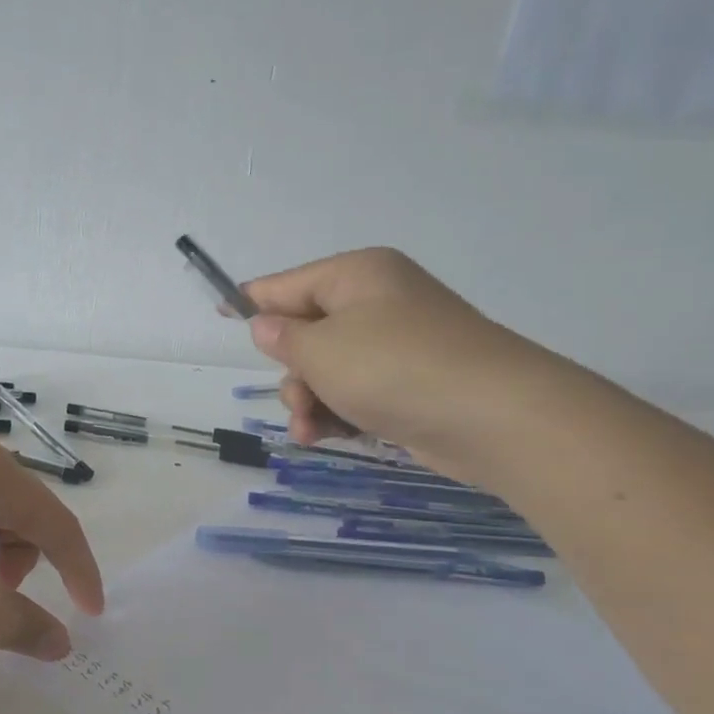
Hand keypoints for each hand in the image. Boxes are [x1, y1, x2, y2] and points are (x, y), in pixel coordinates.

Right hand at [241, 247, 544, 476]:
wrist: (493, 416)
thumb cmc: (394, 367)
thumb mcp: (321, 350)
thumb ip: (283, 337)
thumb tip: (268, 325)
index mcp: (356, 276)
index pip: (287, 284)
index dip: (251, 300)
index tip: (219, 312)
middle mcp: (378, 303)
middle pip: (308, 332)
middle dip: (293, 373)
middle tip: (298, 400)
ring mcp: (398, 344)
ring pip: (329, 370)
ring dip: (310, 402)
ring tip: (311, 431)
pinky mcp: (411, 383)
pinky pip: (357, 392)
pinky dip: (338, 414)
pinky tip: (329, 438)